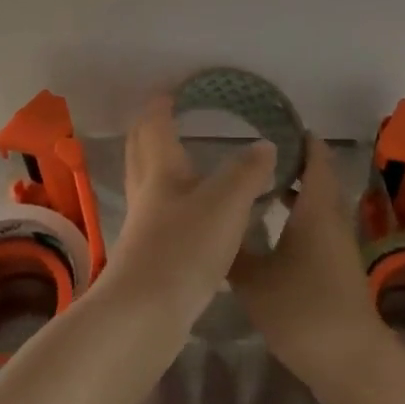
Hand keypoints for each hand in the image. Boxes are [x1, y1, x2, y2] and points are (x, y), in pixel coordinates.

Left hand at [102, 96, 275, 327]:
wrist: (145, 313)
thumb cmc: (185, 247)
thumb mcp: (226, 202)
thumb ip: (247, 171)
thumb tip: (264, 145)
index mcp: (161, 170)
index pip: (155, 125)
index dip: (161, 105)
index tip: (171, 90)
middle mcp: (146, 191)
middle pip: (140, 150)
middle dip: (149, 129)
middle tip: (163, 115)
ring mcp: (143, 224)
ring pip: (146, 182)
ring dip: (157, 163)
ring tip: (179, 158)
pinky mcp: (147, 254)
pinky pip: (156, 212)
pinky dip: (169, 199)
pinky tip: (188, 211)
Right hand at [229, 134, 385, 387]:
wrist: (350, 362)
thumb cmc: (302, 310)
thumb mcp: (254, 279)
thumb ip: (232, 249)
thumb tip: (211, 225)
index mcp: (316, 208)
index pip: (315, 156)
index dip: (299, 136)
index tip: (273, 122)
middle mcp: (332, 217)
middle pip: (317, 176)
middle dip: (290, 160)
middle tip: (254, 151)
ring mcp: (338, 243)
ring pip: (317, 203)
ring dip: (294, 189)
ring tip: (256, 182)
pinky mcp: (337, 265)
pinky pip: (317, 225)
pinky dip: (298, 215)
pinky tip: (271, 227)